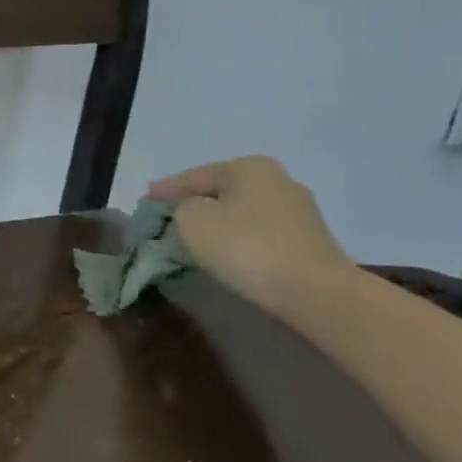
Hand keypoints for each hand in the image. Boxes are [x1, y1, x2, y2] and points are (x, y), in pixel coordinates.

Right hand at [147, 156, 353, 311]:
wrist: (317, 294)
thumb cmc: (246, 247)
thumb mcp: (192, 220)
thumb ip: (180, 208)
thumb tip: (190, 211)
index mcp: (249, 167)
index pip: (194, 176)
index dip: (166, 190)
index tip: (145, 200)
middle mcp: (278, 180)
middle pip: (221, 191)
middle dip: (195, 204)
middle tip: (168, 217)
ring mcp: (300, 211)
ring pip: (242, 212)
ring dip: (219, 223)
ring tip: (196, 237)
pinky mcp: (310, 242)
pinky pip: (261, 234)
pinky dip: (241, 240)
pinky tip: (229, 252)